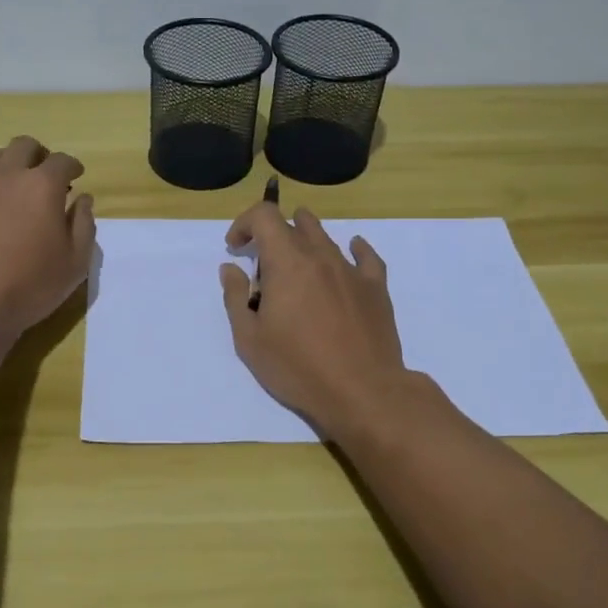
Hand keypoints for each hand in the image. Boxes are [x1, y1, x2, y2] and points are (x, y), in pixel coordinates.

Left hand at [0, 135, 95, 342]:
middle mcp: (5, 175)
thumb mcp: (75, 263)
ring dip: (4, 162)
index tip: (75, 175)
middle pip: (23, 146)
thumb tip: (83, 200)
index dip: (72, 166)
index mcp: (41, 186)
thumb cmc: (29, 287)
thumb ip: (84, 225)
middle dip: (38, 155)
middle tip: (43, 174)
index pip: (62, 161)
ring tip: (8, 182)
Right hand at [219, 203, 410, 443]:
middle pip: (295, 223)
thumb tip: (231, 268)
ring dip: (304, 240)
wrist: (363, 392)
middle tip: (263, 265)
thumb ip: (235, 297)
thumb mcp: (250, 339)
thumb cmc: (298, 367)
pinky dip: (353, 248)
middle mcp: (320, 256)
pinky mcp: (376, 288)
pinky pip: (365, 256)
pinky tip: (351, 251)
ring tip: (296, 265)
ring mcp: (351, 270)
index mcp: (287, 262)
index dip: (244, 223)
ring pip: (326, 237)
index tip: (235, 248)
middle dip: (272, 235)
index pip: (264, 216)